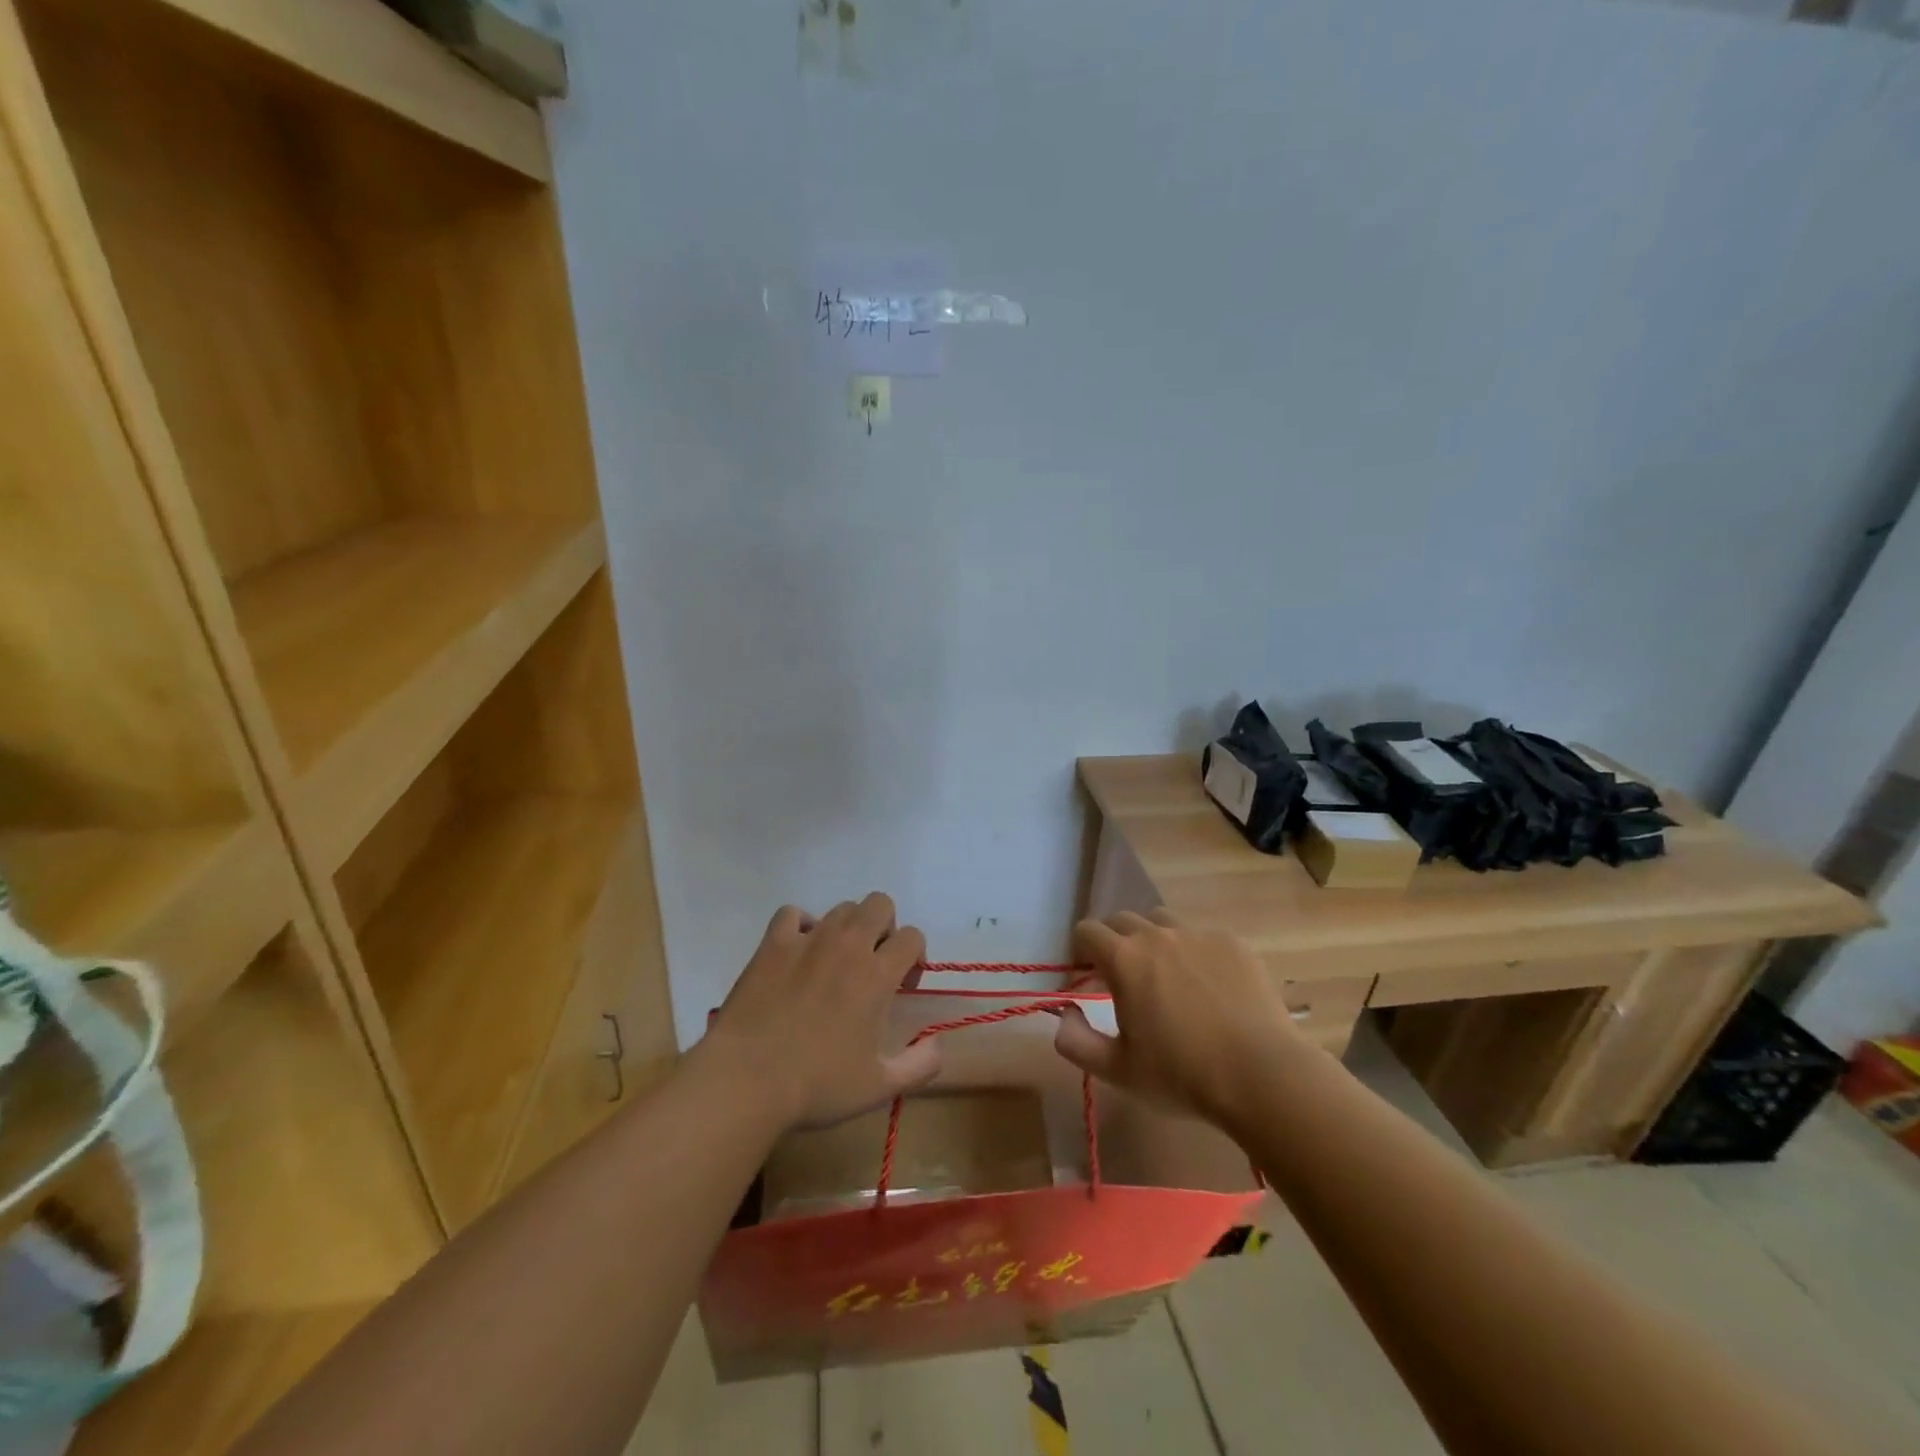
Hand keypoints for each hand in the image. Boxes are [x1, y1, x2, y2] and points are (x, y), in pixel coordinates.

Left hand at [705, 894, 938, 1129]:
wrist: (746, 1080)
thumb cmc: (817, 1085)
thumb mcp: (879, 1087)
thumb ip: (920, 1065)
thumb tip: (939, 1044)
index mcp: (877, 975)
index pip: (912, 937)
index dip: (914, 956)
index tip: (902, 986)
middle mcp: (847, 946)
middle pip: (880, 904)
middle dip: (885, 927)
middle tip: (873, 963)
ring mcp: (807, 940)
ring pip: (840, 908)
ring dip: (847, 928)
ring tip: (835, 962)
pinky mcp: (773, 944)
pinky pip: (793, 913)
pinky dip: (801, 925)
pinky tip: (798, 951)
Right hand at [1053, 908, 1310, 1126]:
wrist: (1262, 1075)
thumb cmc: (1182, 1075)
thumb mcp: (1117, 1070)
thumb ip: (1076, 1041)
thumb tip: (1065, 1014)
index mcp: (1124, 959)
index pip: (1086, 930)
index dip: (1080, 950)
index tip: (1086, 977)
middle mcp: (1157, 935)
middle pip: (1122, 920)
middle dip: (1114, 942)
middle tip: (1123, 979)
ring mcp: (1198, 935)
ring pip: (1162, 921)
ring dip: (1153, 940)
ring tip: (1166, 977)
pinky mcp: (1233, 943)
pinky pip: (1202, 937)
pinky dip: (1194, 953)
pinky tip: (1210, 988)